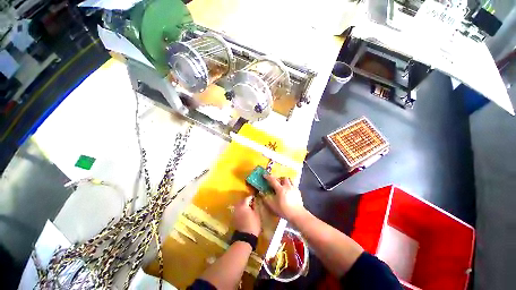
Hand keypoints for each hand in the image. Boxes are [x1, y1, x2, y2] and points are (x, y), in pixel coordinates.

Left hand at [233, 196, 261, 235]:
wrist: (245, 236)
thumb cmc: (253, 225)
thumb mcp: (257, 215)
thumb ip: (255, 206)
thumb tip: (254, 201)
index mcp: (243, 206)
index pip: (247, 198)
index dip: (252, 197)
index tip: (256, 197)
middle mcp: (236, 208)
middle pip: (241, 202)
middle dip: (246, 201)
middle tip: (253, 203)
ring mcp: (234, 213)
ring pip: (238, 207)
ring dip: (243, 206)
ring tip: (249, 209)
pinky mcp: (233, 218)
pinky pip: (237, 212)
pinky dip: (241, 211)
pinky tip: (245, 214)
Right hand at [263, 174, 305, 221]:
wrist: (297, 214)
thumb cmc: (284, 210)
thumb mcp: (272, 206)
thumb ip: (266, 199)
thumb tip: (262, 193)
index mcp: (280, 189)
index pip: (273, 180)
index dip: (268, 177)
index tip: (264, 175)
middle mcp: (288, 187)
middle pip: (283, 178)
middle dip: (279, 179)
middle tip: (275, 182)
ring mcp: (294, 189)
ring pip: (290, 180)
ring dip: (285, 181)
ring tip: (282, 186)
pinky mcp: (298, 192)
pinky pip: (293, 185)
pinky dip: (290, 186)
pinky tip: (288, 192)